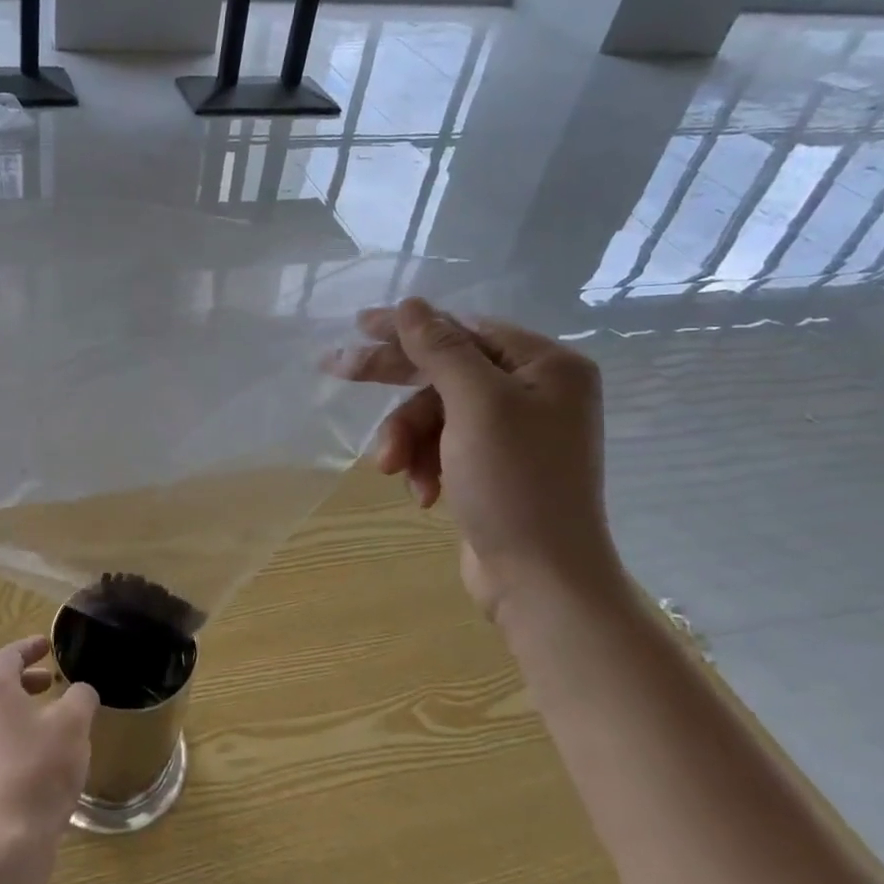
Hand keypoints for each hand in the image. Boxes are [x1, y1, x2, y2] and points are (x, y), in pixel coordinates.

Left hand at [0, 637, 98, 852]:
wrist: (7, 840)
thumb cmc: (40, 768)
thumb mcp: (73, 724)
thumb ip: (80, 697)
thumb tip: (80, 692)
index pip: (8, 655)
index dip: (30, 647)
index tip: (48, 645)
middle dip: (24, 679)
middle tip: (50, 681)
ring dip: (19, 709)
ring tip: (49, 718)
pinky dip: (14, 735)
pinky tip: (40, 755)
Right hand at [329, 298, 622, 613]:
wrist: (541, 580)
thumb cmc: (515, 482)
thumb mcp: (475, 405)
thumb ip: (440, 349)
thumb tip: (411, 304)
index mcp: (546, 366)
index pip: (464, 329)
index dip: (409, 328)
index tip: (358, 326)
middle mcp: (536, 392)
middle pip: (446, 371)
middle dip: (397, 388)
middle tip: (336, 369)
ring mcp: (515, 432)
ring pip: (437, 414)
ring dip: (409, 440)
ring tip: (391, 469)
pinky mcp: (494, 466)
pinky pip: (444, 446)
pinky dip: (426, 465)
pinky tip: (424, 494)